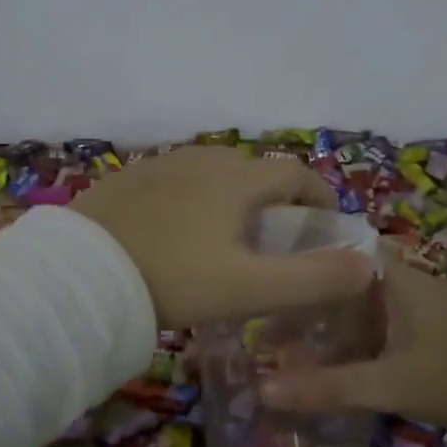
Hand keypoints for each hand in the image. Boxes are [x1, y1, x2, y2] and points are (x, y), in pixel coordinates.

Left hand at [68, 147, 375, 327]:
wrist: (80, 275)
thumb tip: (366, 265)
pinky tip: (180, 233)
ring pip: (215, 174)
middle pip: (256, 171)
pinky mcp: (130, 178)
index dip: (319, 197)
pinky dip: (195, 200)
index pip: (297, 174)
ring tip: (230, 238)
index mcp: (238, 178)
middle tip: (276, 241)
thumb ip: (314, 278)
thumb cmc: (173, 278)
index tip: (325, 226)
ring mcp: (162, 164)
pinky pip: (178, 181)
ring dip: (234, 198)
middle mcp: (204, 158)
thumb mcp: (250, 288)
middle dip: (277, 200)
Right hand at [258, 244, 446, 430]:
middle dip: (310, 294)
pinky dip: (353, 334)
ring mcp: (419, 305)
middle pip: (345, 277)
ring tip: (288, 337)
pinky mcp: (428, 329)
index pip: (339, 245)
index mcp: (395, 276)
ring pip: (361, 302)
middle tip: (268, 313)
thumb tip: (263, 389)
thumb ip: (327, 386)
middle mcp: (405, 281)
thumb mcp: (387, 383)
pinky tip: (332, 356)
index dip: (303, 253)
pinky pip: (378, 322)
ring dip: (330, 317)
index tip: (267, 268)